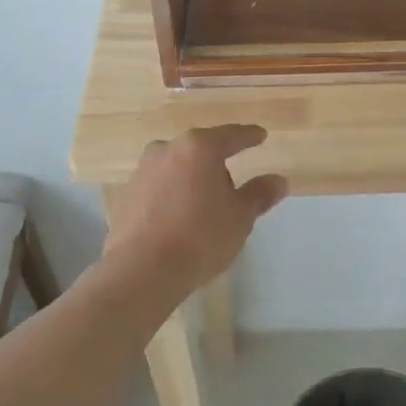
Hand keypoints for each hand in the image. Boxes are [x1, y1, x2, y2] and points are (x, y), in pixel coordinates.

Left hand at [104, 126, 287, 298]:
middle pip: (201, 150)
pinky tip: (181, 219)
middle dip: (218, 163)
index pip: (231, 135)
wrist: (142, 270)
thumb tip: (278, 181)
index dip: (248, 137)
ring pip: (178, 168)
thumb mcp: (240, 216)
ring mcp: (143, 171)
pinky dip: (174, 195)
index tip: (260, 136)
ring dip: (193, 180)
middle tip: (233, 187)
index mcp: (199, 147)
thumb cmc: (200, 236)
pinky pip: (160, 187)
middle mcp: (167, 149)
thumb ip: (259, 194)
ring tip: (206, 207)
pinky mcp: (127, 195)